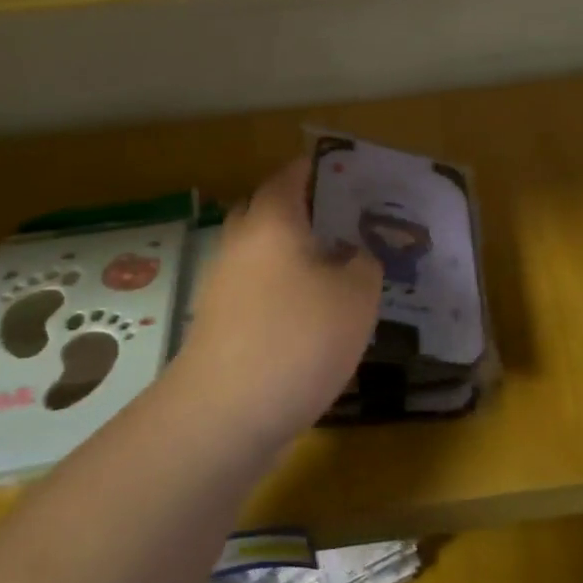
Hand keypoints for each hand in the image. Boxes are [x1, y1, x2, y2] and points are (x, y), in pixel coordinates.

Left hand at [170, 159, 381, 440]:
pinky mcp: (220, 324)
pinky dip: (282, 293)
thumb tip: (352, 256)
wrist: (227, 413)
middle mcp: (240, 244)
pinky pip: (257, 292)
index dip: (317, 169)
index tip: (345, 173)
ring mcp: (223, 285)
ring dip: (294, 257)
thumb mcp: (357, 296)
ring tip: (337, 273)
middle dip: (303, 212)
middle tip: (345, 224)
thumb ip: (363, 264)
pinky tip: (312, 319)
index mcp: (272, 221)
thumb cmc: (299, 338)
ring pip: (262, 255)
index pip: (291, 176)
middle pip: (269, 211)